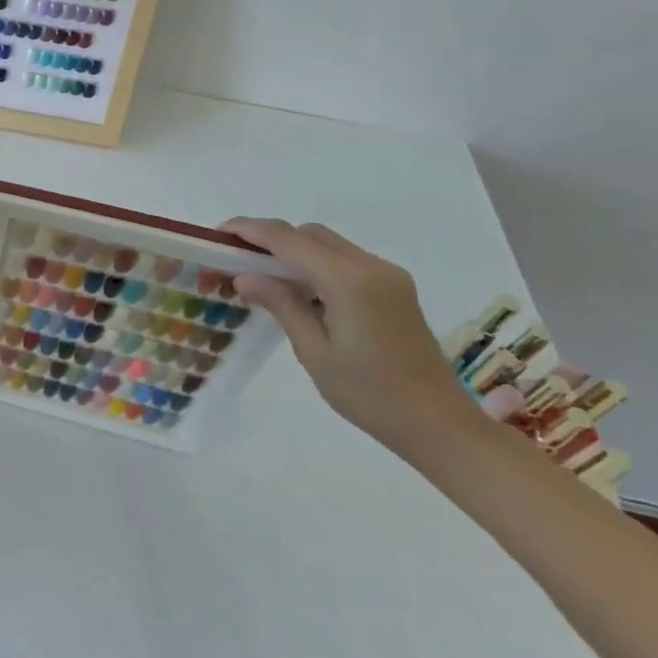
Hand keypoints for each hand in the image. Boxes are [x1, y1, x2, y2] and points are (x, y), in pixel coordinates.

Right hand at [224, 218, 478, 456]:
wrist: (442, 427)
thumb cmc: (371, 396)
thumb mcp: (314, 352)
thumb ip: (280, 305)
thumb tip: (244, 276)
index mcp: (349, 281)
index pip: (288, 239)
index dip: (248, 230)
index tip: (216, 234)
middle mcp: (371, 267)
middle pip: (308, 234)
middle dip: (268, 237)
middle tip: (233, 257)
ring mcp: (388, 276)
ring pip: (327, 244)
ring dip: (291, 249)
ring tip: (260, 273)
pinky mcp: (394, 289)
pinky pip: (344, 260)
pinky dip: (314, 262)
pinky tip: (297, 288)